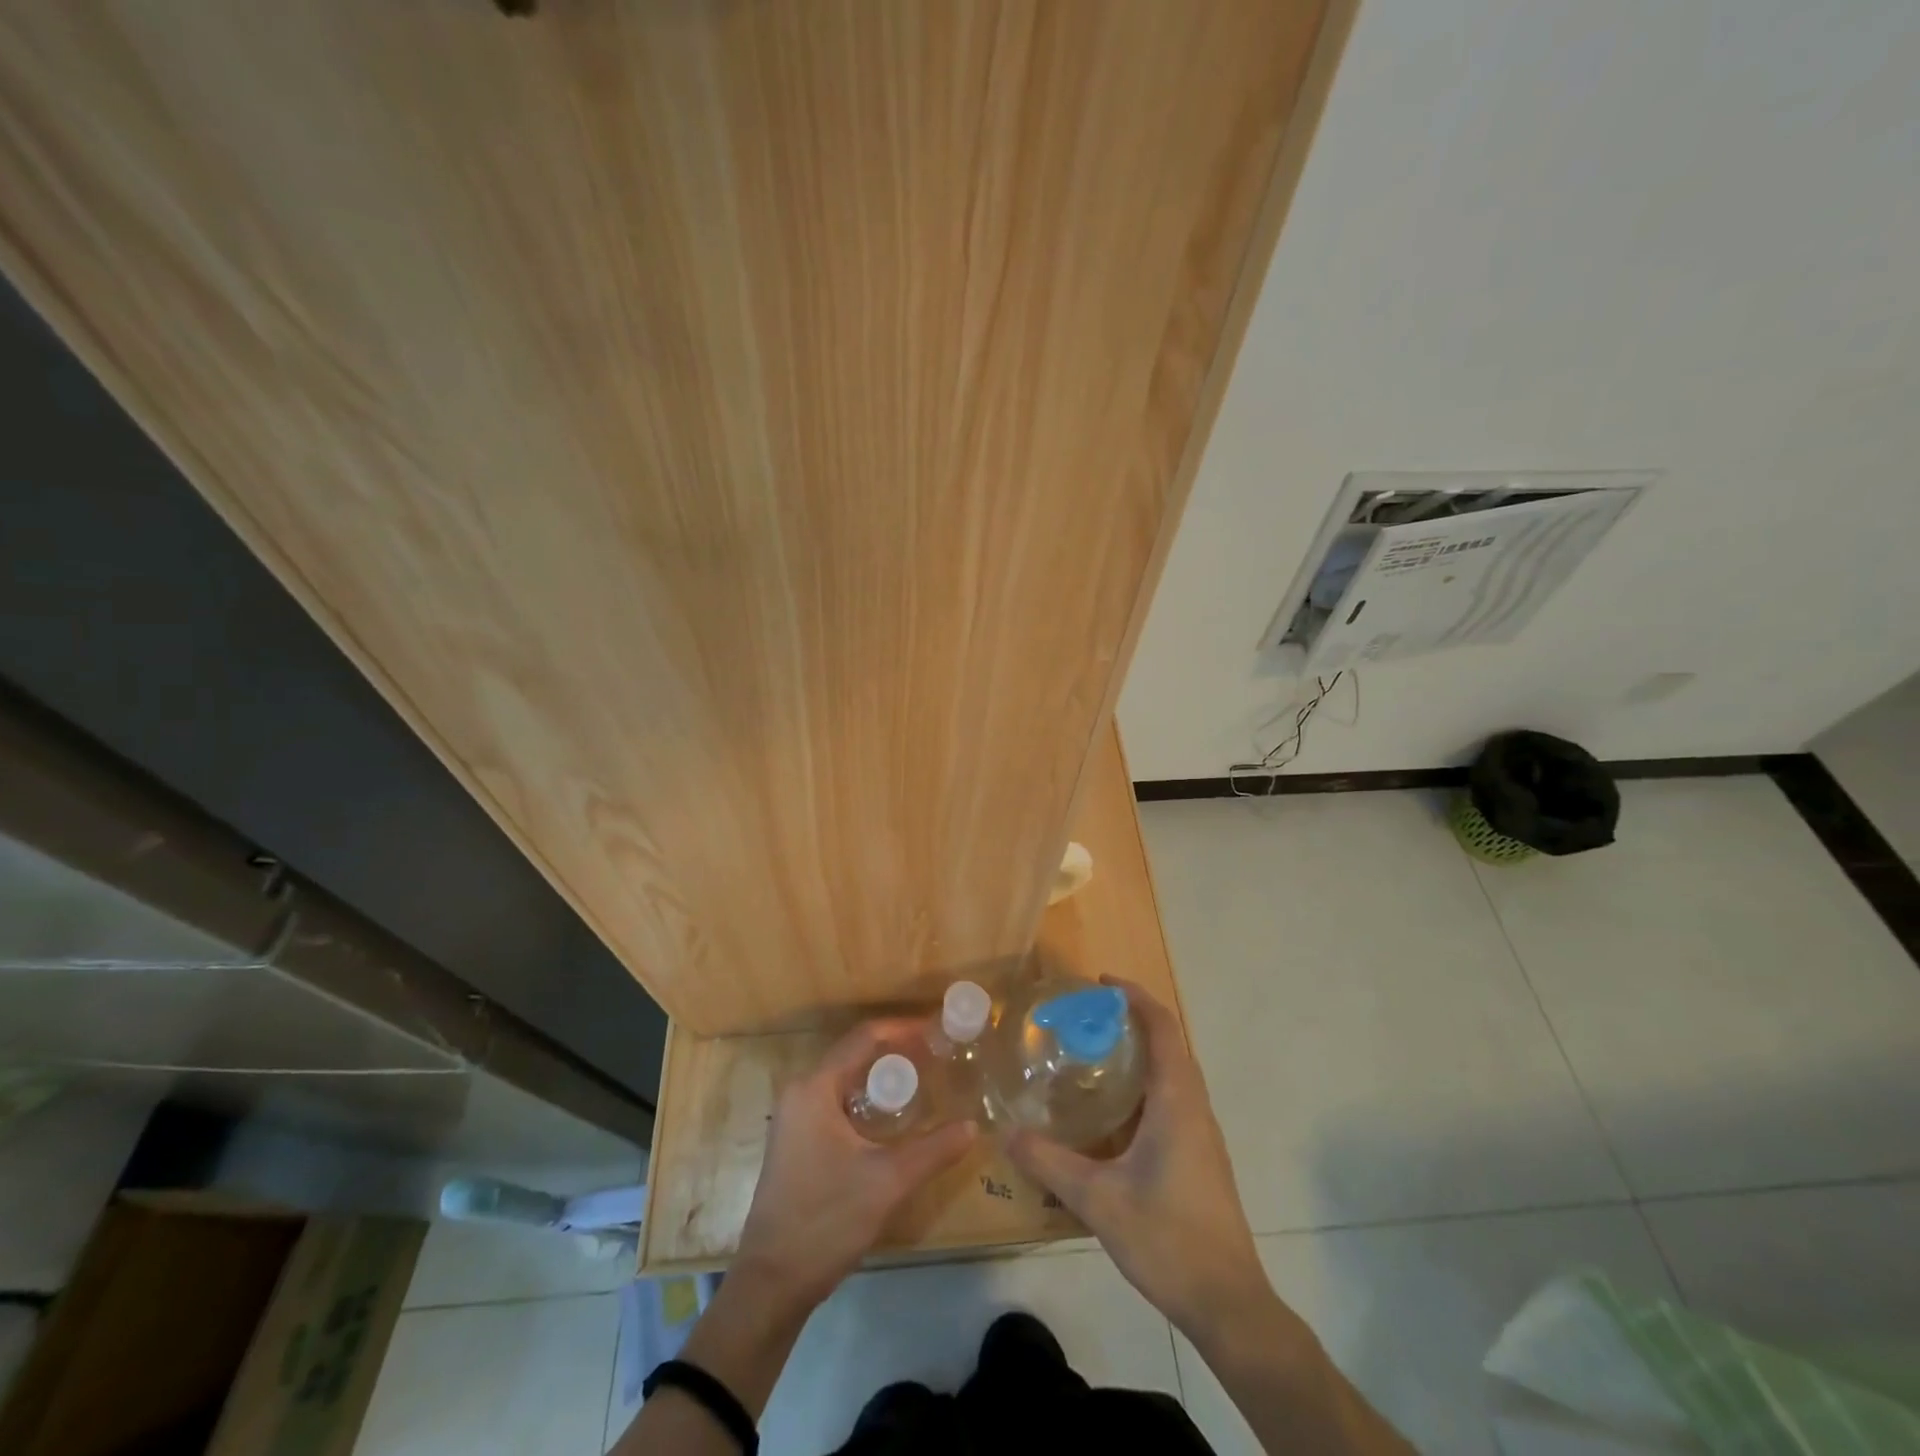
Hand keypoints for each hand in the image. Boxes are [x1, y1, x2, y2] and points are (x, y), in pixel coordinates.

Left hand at [735, 1018, 976, 1309]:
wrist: (771, 1284)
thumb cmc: (825, 1221)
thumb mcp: (887, 1182)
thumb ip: (933, 1150)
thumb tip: (973, 1126)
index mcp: (815, 1088)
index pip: (865, 1038)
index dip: (903, 1029)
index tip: (938, 1029)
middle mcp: (801, 1092)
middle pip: (856, 1055)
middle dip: (898, 1052)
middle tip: (939, 1056)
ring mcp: (796, 1117)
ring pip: (847, 1080)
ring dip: (883, 1078)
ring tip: (925, 1081)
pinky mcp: (798, 1140)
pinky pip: (839, 1101)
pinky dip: (869, 1100)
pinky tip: (895, 1118)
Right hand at [1006, 981, 1267, 1339]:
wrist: (1229, 1304)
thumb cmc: (1168, 1238)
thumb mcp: (1097, 1199)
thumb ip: (1048, 1162)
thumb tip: (1005, 1132)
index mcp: (1177, 1101)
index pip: (1163, 1027)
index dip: (1136, 997)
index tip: (1101, 983)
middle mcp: (1194, 1107)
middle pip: (1169, 1044)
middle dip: (1131, 1021)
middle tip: (1085, 1018)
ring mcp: (1202, 1134)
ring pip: (1172, 1074)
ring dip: (1139, 1054)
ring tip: (1091, 1055)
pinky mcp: (1200, 1157)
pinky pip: (1173, 1100)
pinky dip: (1144, 1085)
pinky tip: (1111, 1112)